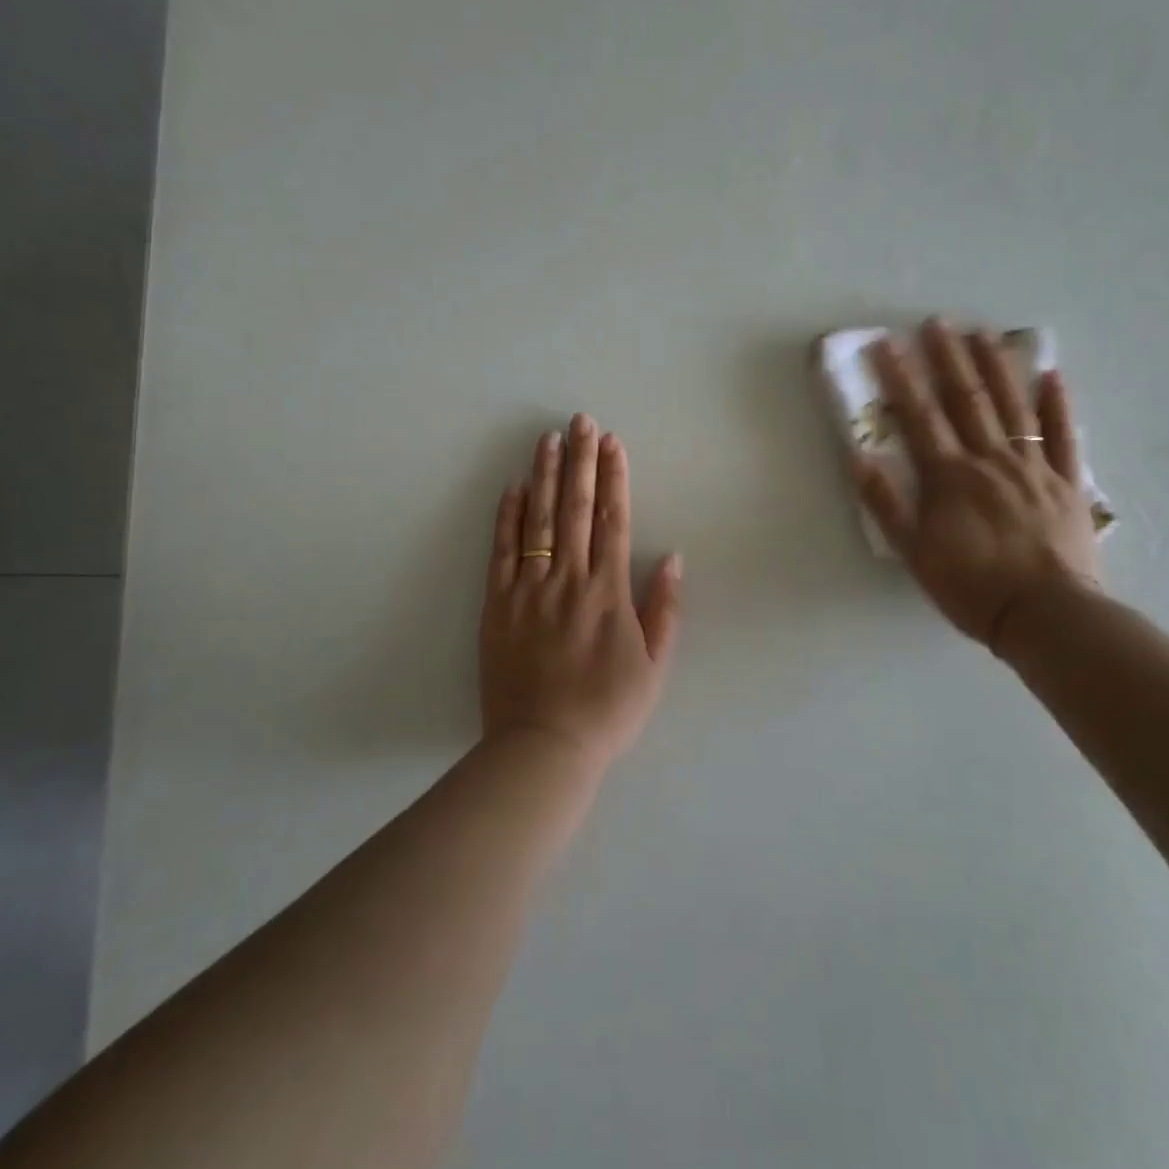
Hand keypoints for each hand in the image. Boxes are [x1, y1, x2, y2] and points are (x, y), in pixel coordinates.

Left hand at [479, 415, 681, 766]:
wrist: (544, 747)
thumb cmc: (607, 711)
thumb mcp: (653, 666)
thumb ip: (664, 609)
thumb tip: (672, 556)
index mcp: (609, 593)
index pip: (612, 520)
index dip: (613, 478)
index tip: (613, 443)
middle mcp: (569, 580)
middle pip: (574, 509)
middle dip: (580, 461)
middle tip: (580, 421)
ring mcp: (529, 590)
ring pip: (537, 521)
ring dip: (544, 476)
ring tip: (548, 439)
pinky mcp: (497, 605)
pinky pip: (501, 552)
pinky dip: (507, 517)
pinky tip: (512, 487)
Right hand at [854, 319, 1100, 652]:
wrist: (1045, 615)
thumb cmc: (971, 586)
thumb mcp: (914, 553)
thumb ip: (887, 505)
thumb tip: (859, 459)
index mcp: (950, 477)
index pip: (920, 416)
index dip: (901, 378)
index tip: (887, 344)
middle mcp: (990, 460)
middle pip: (967, 400)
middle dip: (949, 359)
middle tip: (938, 323)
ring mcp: (1034, 468)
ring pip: (1013, 407)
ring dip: (996, 367)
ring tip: (984, 334)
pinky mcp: (1067, 483)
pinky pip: (1064, 437)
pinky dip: (1058, 405)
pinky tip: (1051, 376)